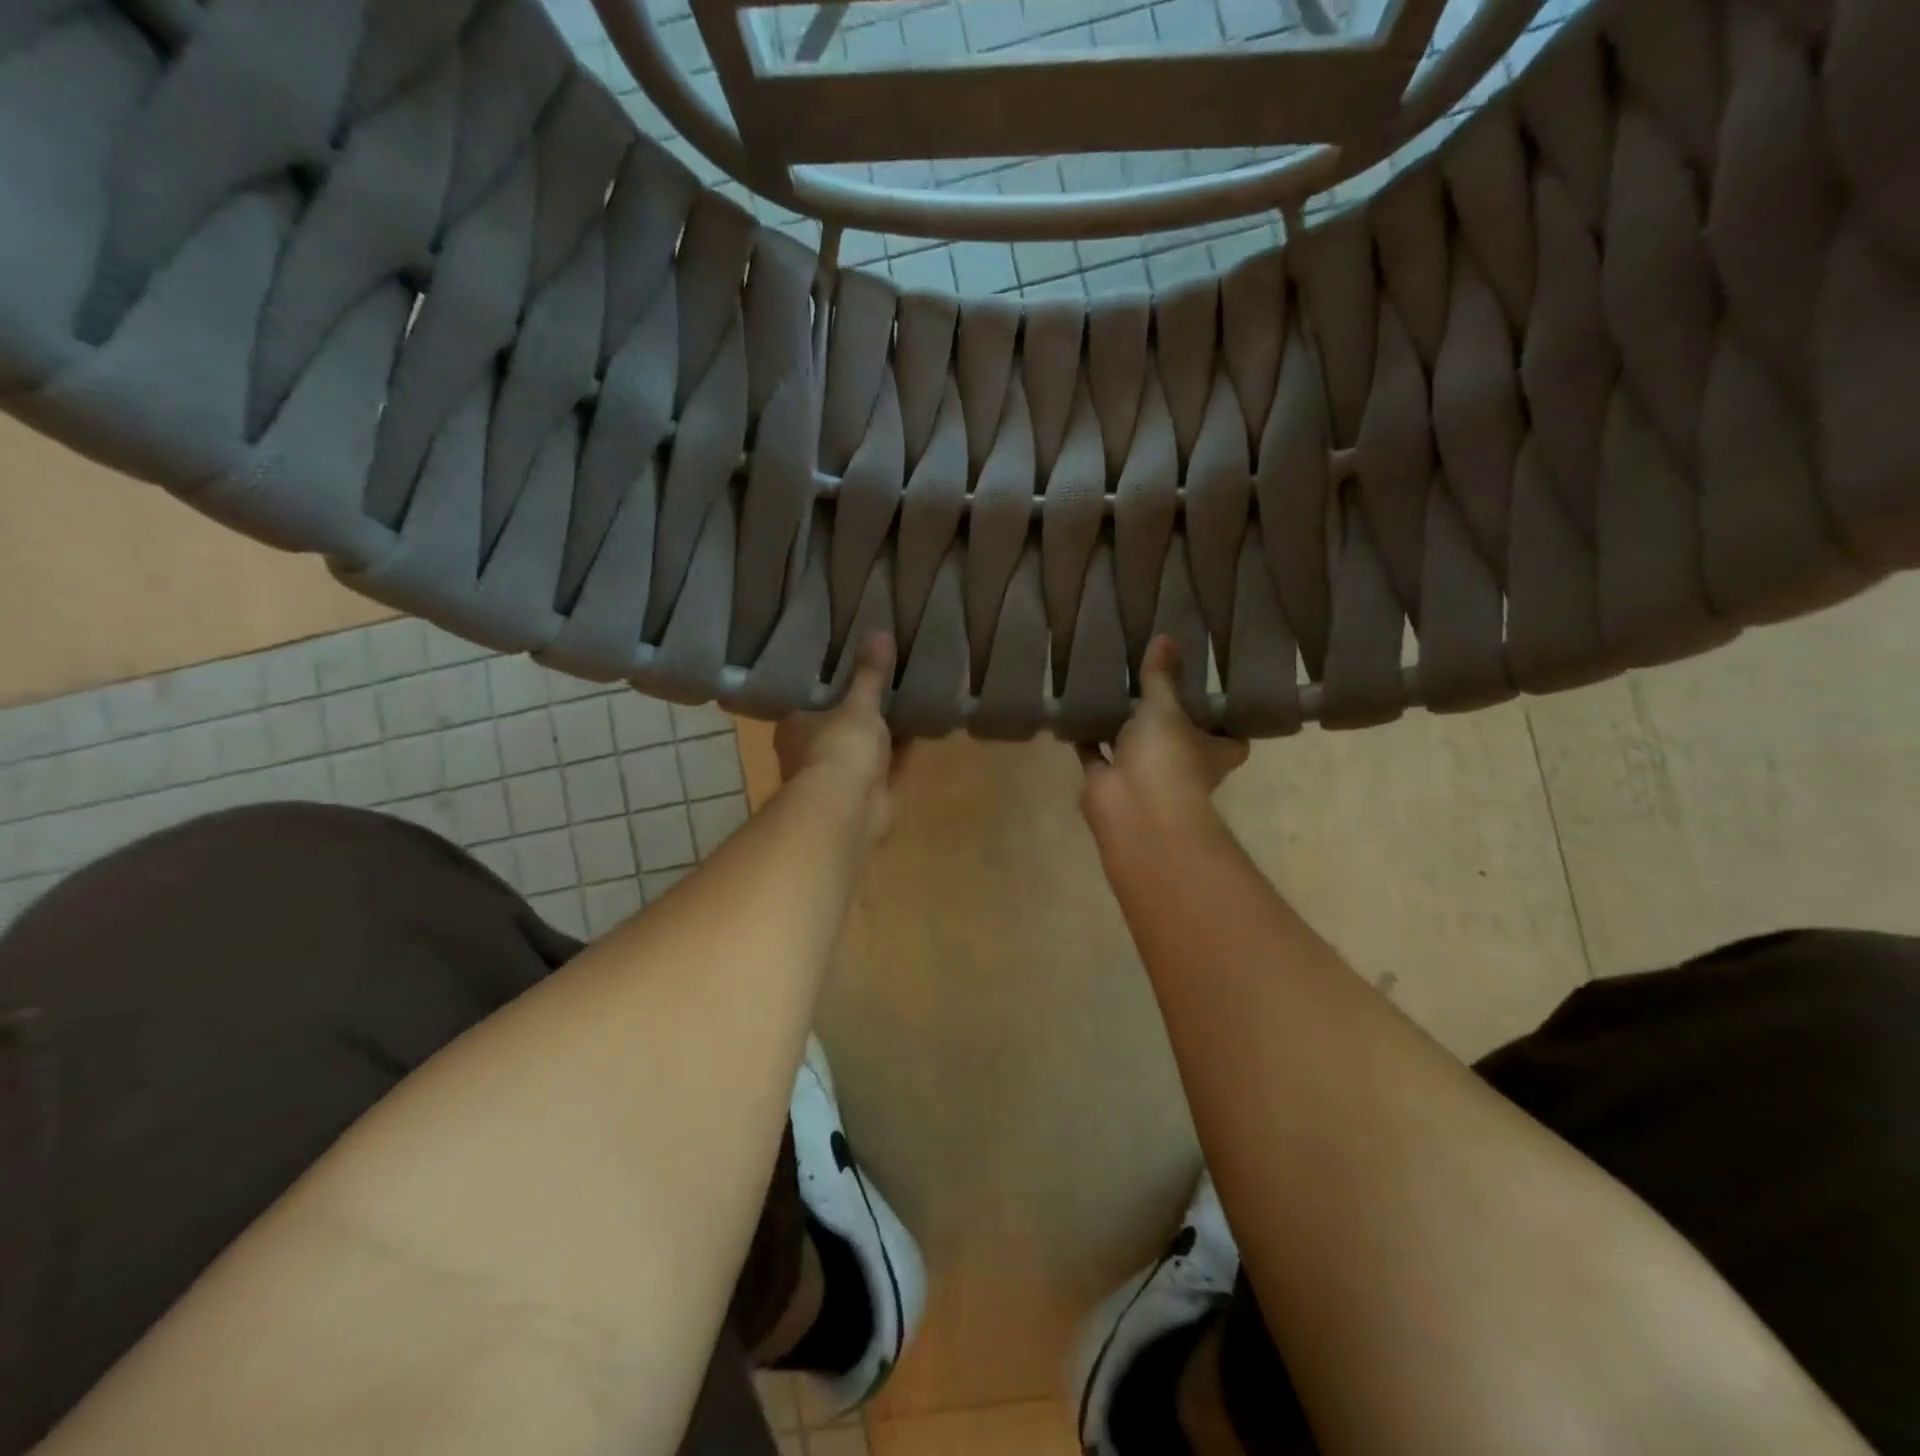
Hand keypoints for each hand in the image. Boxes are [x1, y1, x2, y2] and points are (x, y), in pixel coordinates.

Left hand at [774, 634, 906, 845]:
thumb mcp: (859, 704)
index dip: (832, 685)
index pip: (811, 699)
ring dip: (881, 733)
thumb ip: (870, 673)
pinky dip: (897, 753)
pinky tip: (918, 732)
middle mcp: (810, 751)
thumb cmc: (840, 748)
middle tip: (887, 681)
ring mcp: (837, 776)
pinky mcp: (865, 794)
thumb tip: (879, 631)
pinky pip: (884, 765)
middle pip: (838, 724)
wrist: (848, 809)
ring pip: (862, 747)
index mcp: (796, 725)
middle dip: (860, 710)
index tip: (854, 666)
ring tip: (906, 701)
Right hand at [1080, 636, 1248, 846]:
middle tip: (1153, 681)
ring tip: (1110, 691)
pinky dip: (1087, 740)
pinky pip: (1096, 756)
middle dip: (1166, 720)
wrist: (1132, 808)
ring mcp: (1143, 778)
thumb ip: (1162, 675)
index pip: (1229, 738)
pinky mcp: (1109, 784)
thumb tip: (1167, 637)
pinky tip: (1077, 713)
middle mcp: (1180, 767)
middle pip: (1178, 741)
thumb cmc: (1167, 756)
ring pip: (1133, 747)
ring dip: (1121, 728)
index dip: (1224, 721)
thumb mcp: (1167, 707)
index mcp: (1211, 752)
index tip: (1213, 694)